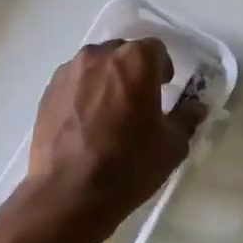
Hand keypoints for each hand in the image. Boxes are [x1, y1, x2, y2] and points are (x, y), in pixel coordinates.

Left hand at [27, 39, 205, 233]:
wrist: (69, 193)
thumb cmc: (129, 165)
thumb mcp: (171, 146)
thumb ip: (186, 118)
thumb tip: (195, 107)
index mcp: (135, 61)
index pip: (156, 49)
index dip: (163, 68)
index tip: (164, 89)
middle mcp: (99, 56)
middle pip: (122, 54)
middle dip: (133, 72)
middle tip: (138, 102)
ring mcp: (69, 72)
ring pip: (95, 67)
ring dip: (106, 81)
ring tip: (109, 114)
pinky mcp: (48, 91)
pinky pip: (73, 83)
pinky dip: (83, 94)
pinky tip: (85, 124)